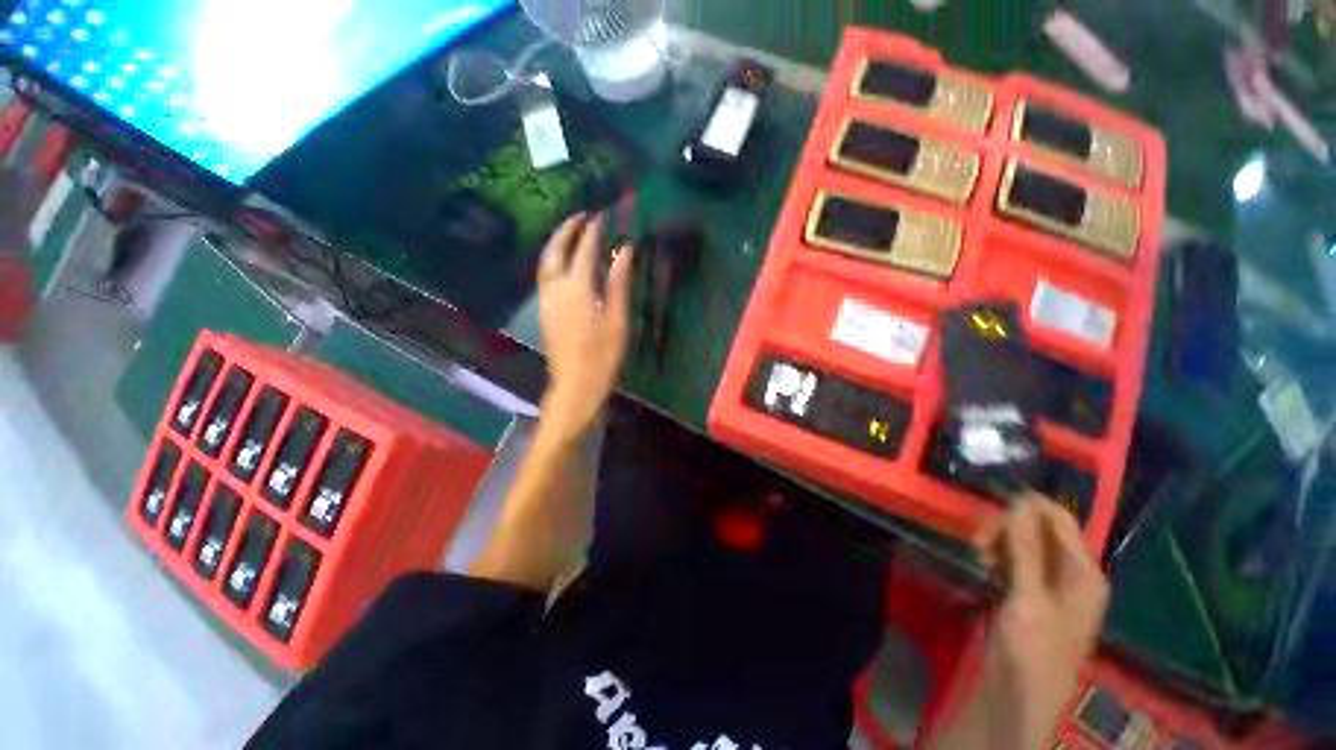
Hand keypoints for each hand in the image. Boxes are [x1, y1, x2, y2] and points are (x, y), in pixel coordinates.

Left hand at [537, 213, 633, 441]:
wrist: (576, 382)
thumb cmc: (602, 354)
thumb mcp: (617, 319)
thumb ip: (619, 282)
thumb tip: (625, 251)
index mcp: (577, 288)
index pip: (584, 249)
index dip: (593, 230)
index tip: (602, 215)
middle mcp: (556, 287)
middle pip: (556, 249)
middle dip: (567, 229)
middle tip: (582, 216)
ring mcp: (546, 298)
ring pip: (546, 260)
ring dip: (557, 241)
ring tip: (571, 232)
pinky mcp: (544, 309)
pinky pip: (544, 273)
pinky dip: (552, 258)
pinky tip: (563, 261)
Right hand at [977, 499, 1109, 749]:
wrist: (1020, 698)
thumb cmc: (1032, 651)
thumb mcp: (1027, 599)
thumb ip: (1025, 549)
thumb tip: (1020, 501)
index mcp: (1084, 572)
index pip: (1059, 519)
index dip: (1026, 507)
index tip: (988, 509)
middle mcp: (1072, 573)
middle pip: (1039, 528)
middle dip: (1007, 527)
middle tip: (977, 542)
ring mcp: (1052, 584)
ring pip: (1024, 543)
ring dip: (999, 542)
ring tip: (979, 556)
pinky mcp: (1032, 593)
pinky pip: (1016, 560)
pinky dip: (999, 557)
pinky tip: (984, 566)